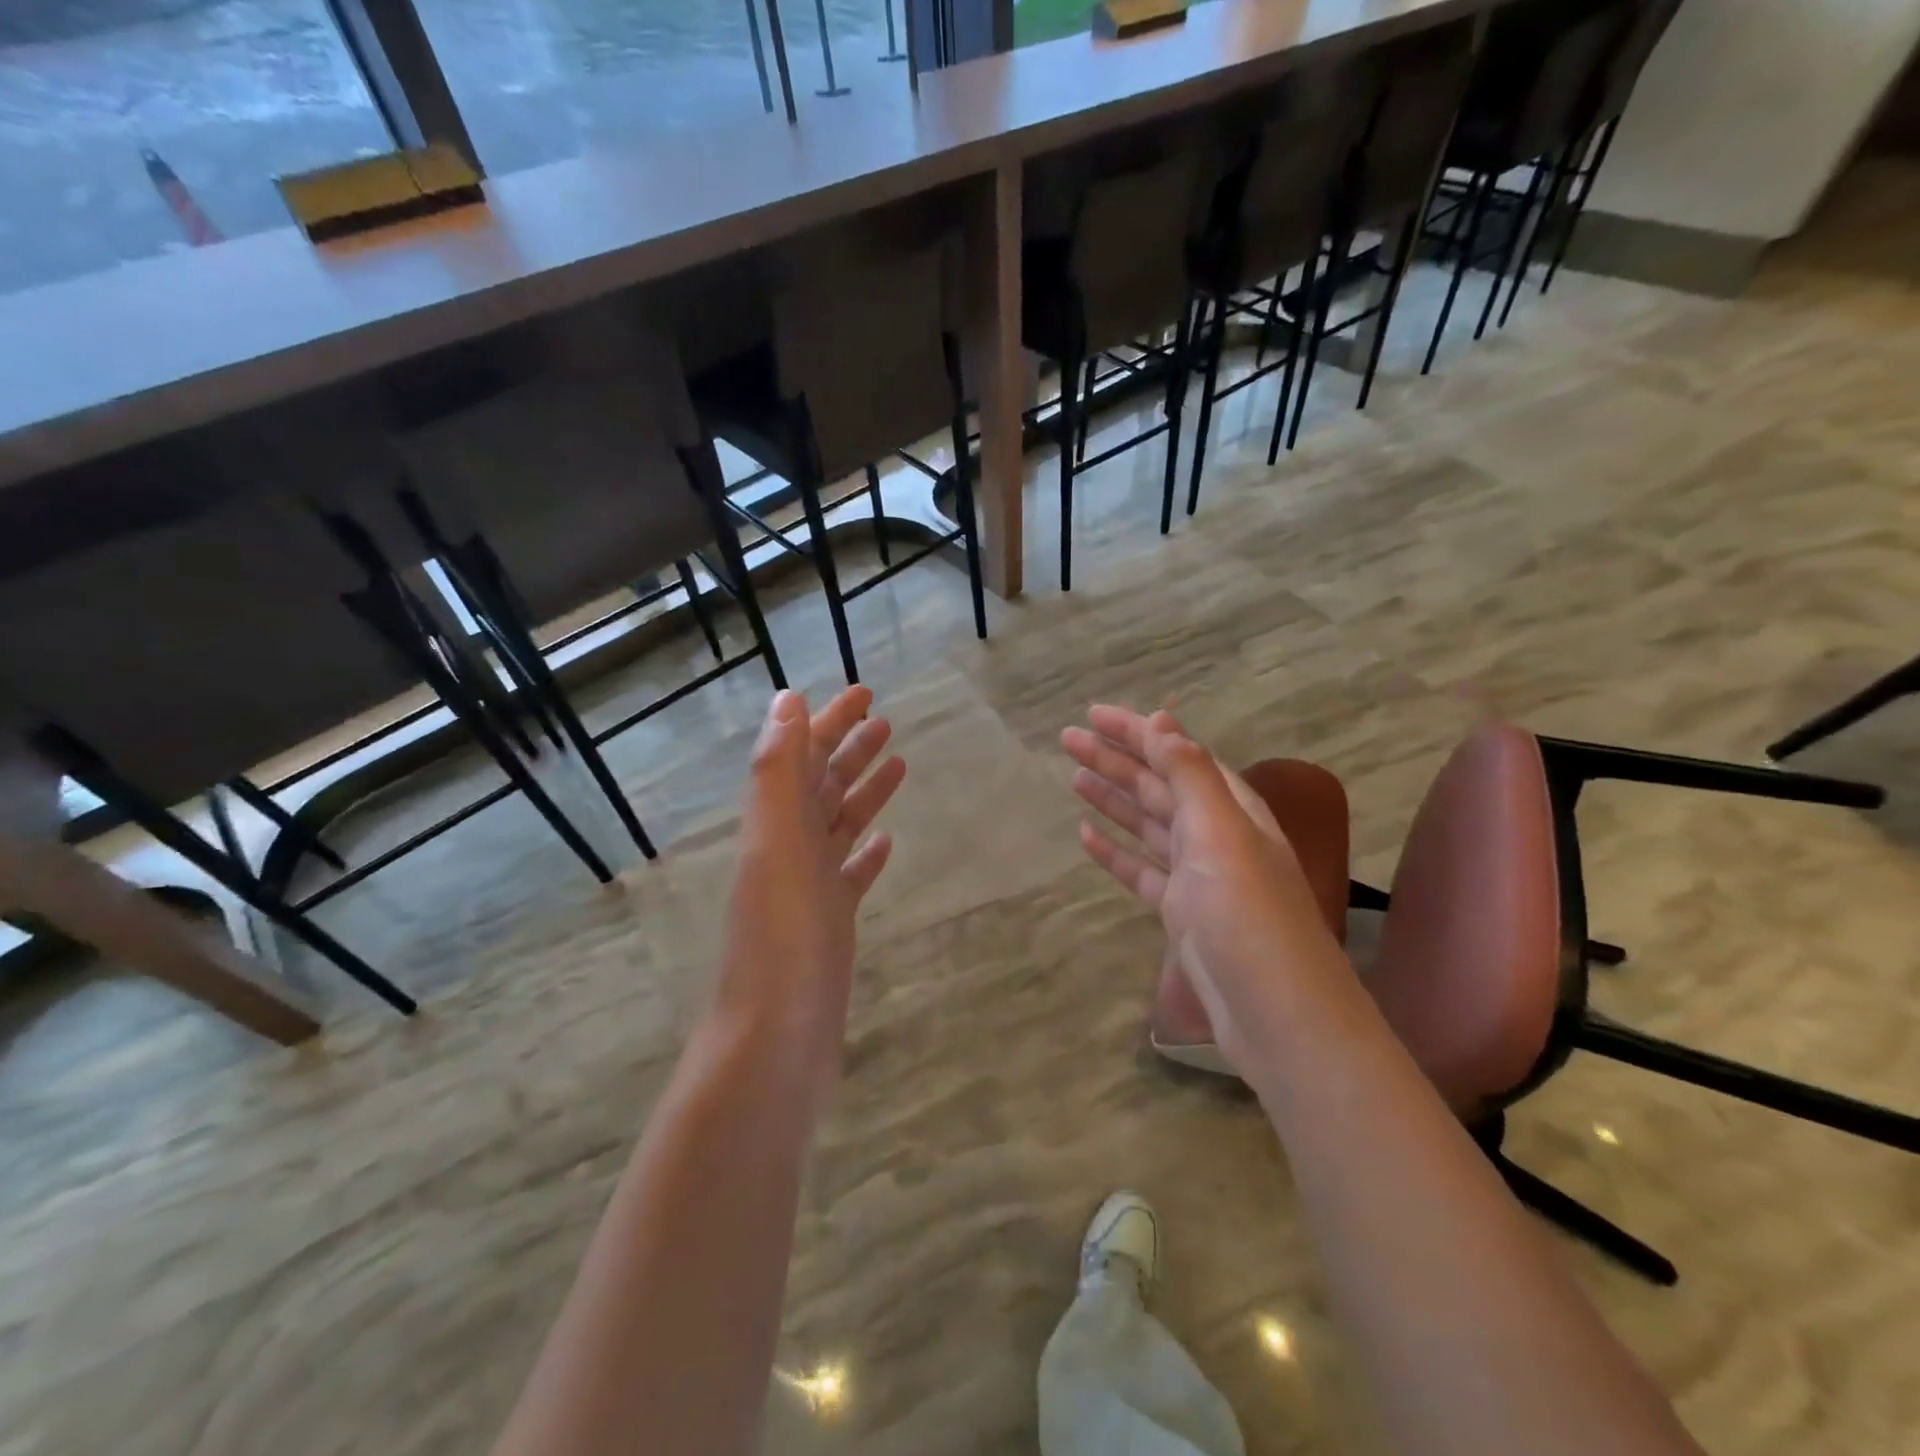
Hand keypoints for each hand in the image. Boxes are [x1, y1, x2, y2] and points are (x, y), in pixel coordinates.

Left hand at [713, 686, 905, 1105]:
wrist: (777, 1034)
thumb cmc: (782, 934)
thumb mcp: (777, 842)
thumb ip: (778, 771)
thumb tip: (786, 700)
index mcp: (777, 823)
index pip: (804, 756)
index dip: (830, 722)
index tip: (865, 693)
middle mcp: (790, 847)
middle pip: (823, 784)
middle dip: (850, 748)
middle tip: (886, 720)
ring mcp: (811, 886)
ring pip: (840, 824)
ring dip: (863, 790)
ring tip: (897, 763)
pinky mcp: (831, 921)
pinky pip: (851, 873)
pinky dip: (865, 851)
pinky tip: (885, 842)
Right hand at [1062, 705, 1341, 1075]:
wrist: (1276, 1015)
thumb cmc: (1247, 917)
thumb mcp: (1221, 835)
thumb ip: (1190, 776)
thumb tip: (1163, 721)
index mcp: (1231, 809)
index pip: (1178, 754)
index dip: (1137, 731)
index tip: (1094, 714)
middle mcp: (1216, 835)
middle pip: (1158, 786)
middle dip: (1116, 759)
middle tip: (1067, 740)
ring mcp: (1198, 877)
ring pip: (1148, 825)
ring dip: (1113, 799)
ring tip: (1073, 777)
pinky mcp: (1182, 914)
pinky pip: (1142, 872)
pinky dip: (1116, 852)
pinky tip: (1087, 838)